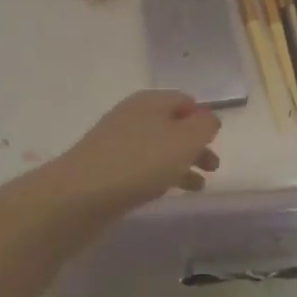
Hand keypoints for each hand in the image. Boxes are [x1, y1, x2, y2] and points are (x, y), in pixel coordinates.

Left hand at [36, 91, 221, 217]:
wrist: (80, 195)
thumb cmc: (140, 163)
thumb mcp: (184, 140)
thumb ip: (204, 126)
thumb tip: (208, 119)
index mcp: (151, 101)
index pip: (184, 100)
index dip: (202, 117)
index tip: (216, 139)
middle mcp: (132, 116)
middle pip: (172, 125)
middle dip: (194, 144)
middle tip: (213, 166)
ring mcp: (116, 143)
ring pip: (158, 148)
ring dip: (180, 163)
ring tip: (199, 186)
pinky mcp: (106, 169)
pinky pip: (142, 167)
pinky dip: (160, 176)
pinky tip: (167, 192)